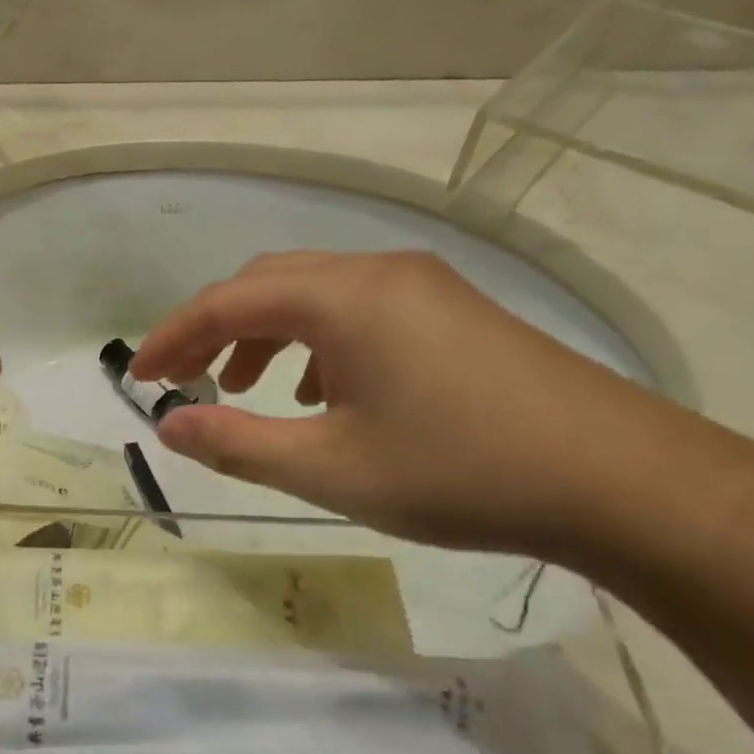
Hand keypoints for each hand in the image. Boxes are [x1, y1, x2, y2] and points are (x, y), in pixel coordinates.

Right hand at [131, 251, 666, 556]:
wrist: (616, 480)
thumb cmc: (458, 472)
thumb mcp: (329, 469)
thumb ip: (236, 445)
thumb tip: (168, 425)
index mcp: (344, 298)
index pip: (228, 302)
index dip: (172, 337)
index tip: (136, 376)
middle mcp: (379, 273)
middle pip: (268, 284)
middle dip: (213, 329)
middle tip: (182, 381)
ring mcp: (422, 287)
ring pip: (314, 295)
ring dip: (263, 335)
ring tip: (244, 389)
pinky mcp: (451, 312)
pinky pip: (357, 311)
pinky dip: (314, 343)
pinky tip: (320, 393)